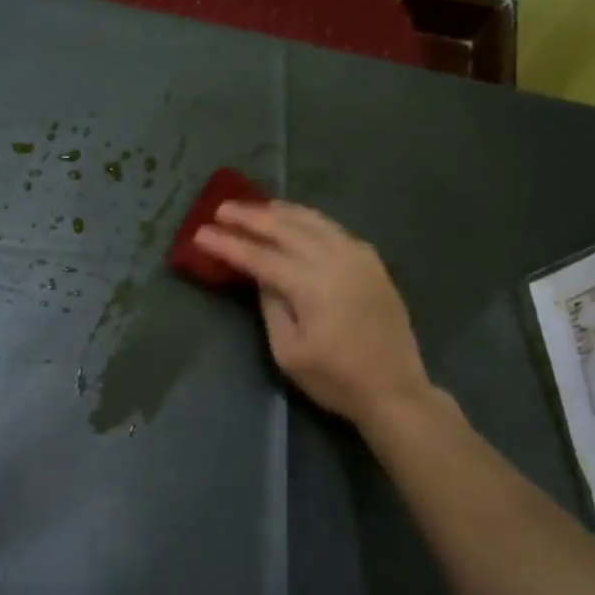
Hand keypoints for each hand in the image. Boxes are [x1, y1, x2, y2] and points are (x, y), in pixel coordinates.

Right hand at [194, 200, 433, 430]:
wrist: (394, 389)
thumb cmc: (335, 378)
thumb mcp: (289, 351)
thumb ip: (271, 307)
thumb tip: (262, 277)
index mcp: (312, 285)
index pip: (260, 256)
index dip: (228, 244)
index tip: (200, 233)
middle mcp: (337, 259)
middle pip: (286, 228)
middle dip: (250, 217)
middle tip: (221, 209)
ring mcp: (359, 257)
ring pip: (313, 221)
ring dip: (280, 211)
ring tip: (254, 206)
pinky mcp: (371, 262)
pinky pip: (333, 229)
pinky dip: (307, 219)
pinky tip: (295, 219)